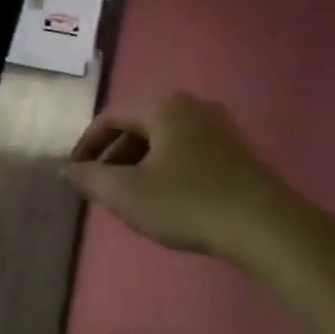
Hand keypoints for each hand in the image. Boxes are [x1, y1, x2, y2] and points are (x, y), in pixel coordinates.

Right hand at [67, 92, 299, 260]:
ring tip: (130, 198)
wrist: (265, 227)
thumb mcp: (127, 194)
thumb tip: (69, 169)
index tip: (74, 173)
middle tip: (101, 189)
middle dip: (115, 157)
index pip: (111, 118)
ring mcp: (220, 127)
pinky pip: (188, 153)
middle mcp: (192, 106)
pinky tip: (167, 201)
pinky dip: (167, 170)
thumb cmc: (187, 203)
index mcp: (164, 107)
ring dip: (140, 166)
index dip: (87, 145)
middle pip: (139, 127)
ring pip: (165, 142)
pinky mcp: (237, 152)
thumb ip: (91, 178)